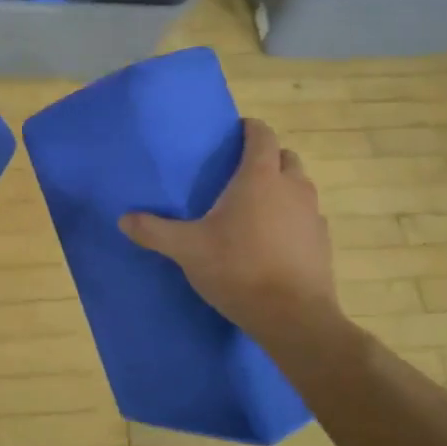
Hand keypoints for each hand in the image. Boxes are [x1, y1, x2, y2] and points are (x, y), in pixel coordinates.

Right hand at [120, 118, 337, 336]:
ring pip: (300, 187)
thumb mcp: (187, 249)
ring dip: (282, 188)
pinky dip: (293, 219)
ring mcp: (313, 215)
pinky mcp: (323, 243)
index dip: (250, 129)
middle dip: (267, 157)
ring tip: (256, 207)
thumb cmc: (238, 269)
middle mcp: (292, 188)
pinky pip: (307, 218)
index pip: (262, 135)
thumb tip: (124, 219)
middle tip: (241, 173)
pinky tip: (274, 240)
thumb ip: (154, 231)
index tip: (235, 133)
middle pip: (285, 157)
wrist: (292, 316)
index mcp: (259, 177)